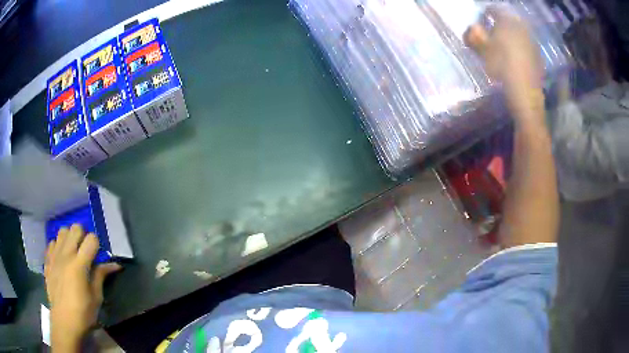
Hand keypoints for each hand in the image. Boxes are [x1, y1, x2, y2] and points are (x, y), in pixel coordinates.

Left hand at [44, 224, 120, 350]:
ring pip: (62, 231)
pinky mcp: (47, 260)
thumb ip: (101, 276)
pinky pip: (52, 243)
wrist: (64, 321)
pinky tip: (61, 259)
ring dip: (69, 238)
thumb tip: (115, 265)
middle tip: (85, 251)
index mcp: (79, 264)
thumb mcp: (96, 297)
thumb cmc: (83, 313)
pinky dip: (58, 246)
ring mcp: (54, 256)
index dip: (96, 244)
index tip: (97, 255)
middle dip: (82, 235)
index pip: (91, 239)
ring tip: (72, 252)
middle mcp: (66, 254)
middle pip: (75, 228)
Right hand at [465, 7, 544, 124]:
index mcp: (506, 21)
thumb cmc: (502, 67)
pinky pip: (526, 44)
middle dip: (499, 25)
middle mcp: (521, 27)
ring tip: (504, 47)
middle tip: (492, 34)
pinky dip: (520, 47)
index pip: (493, 9)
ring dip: (510, 35)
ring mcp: (531, 41)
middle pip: (508, 19)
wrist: (525, 93)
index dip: (485, 14)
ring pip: (518, 32)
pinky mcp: (537, 55)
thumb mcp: (482, 50)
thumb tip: (473, 27)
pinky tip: (516, 58)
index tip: (480, 22)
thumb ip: (474, 35)